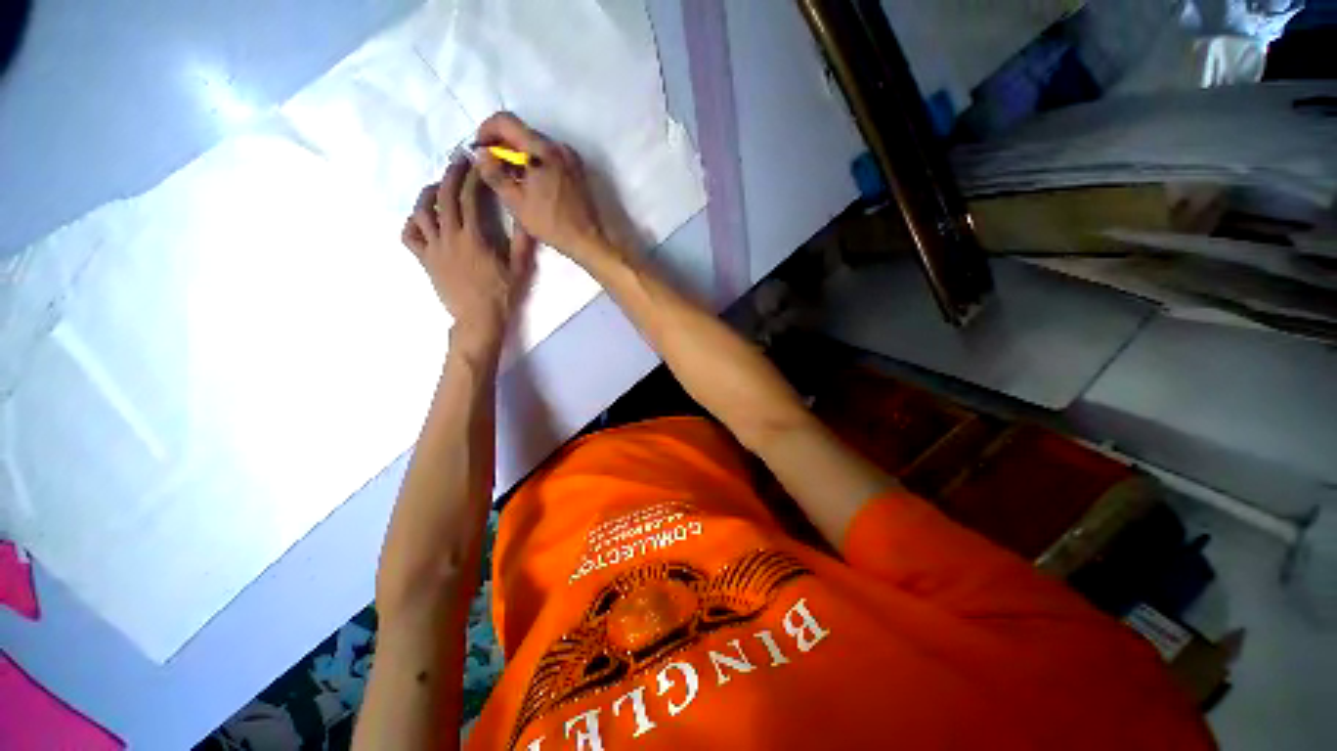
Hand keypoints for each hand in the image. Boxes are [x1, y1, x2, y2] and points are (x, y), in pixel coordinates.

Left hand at [402, 159, 535, 353]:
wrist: (478, 318)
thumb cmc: (501, 294)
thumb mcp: (520, 269)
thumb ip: (523, 242)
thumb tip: (526, 217)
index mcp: (473, 238)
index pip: (469, 198)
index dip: (472, 177)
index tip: (477, 163)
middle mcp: (449, 237)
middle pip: (443, 197)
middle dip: (450, 175)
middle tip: (457, 161)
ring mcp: (433, 249)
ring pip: (421, 212)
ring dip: (428, 193)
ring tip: (437, 186)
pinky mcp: (425, 260)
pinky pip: (409, 236)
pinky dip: (411, 223)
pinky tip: (421, 219)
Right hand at [474, 112, 620, 270]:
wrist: (587, 240)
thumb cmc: (551, 224)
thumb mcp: (516, 202)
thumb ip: (494, 174)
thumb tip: (481, 154)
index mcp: (543, 150)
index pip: (506, 121)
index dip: (486, 131)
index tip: (480, 150)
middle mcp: (559, 147)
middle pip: (522, 132)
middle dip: (502, 145)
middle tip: (492, 167)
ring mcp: (570, 157)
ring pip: (536, 144)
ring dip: (519, 155)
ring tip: (510, 178)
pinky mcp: (576, 169)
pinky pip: (549, 156)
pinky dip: (535, 162)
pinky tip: (530, 182)